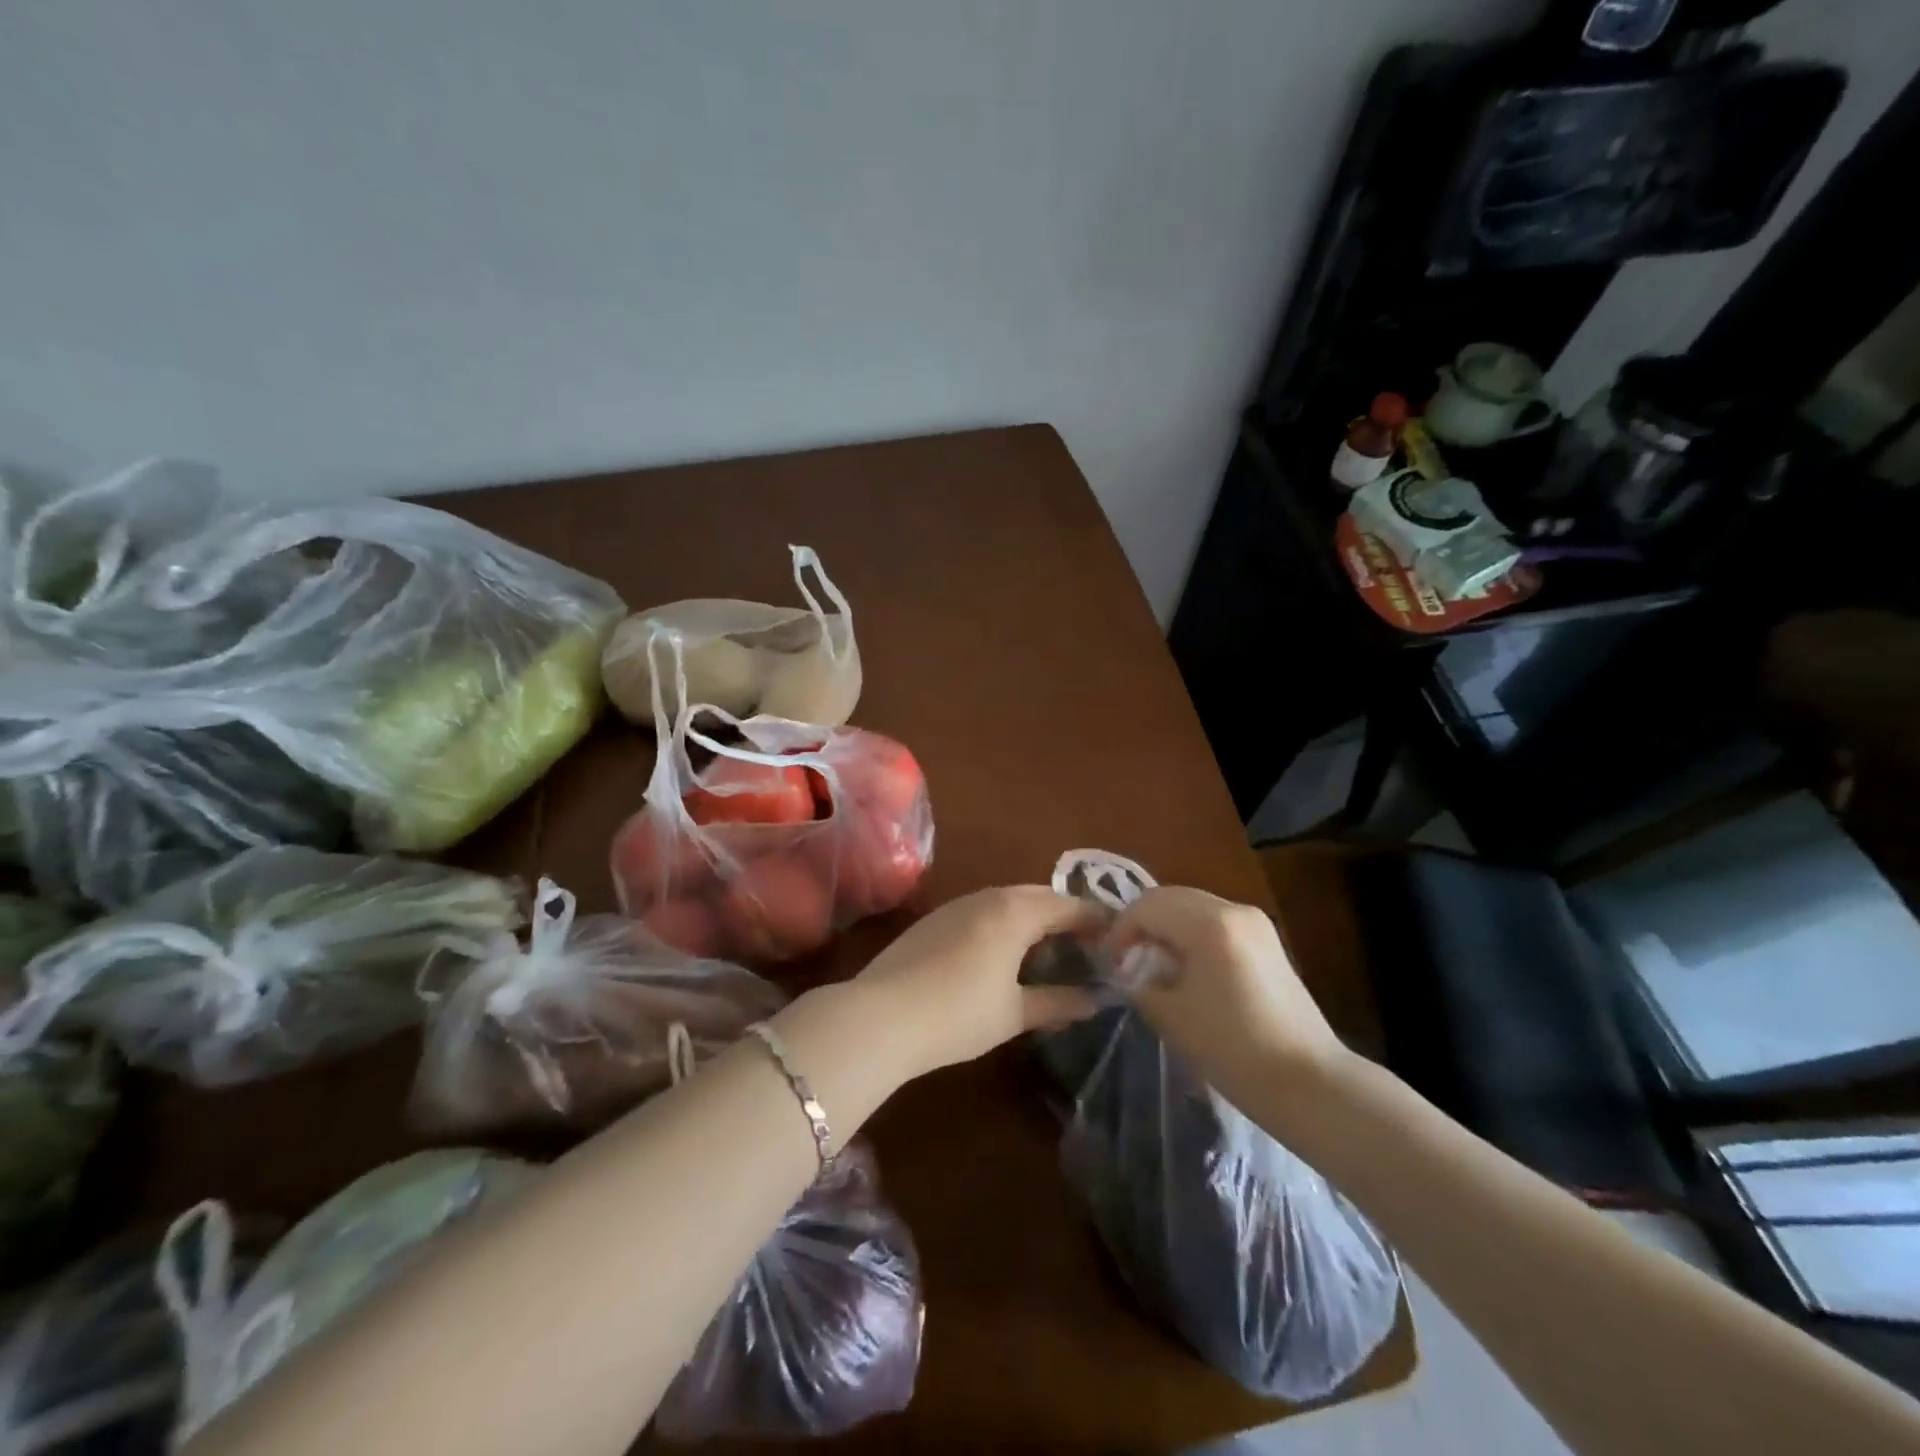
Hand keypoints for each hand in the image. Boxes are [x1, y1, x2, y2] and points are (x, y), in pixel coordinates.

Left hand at [853, 885, 1102, 1077]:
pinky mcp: (934, 919)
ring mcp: (957, 905)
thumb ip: (1057, 1002)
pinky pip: (983, 909)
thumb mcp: (1014, 1012)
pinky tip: (1003, 952)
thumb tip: (1095, 1000)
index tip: (1116, 936)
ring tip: (1049, 948)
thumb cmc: (959, 1014)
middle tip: (1085, 942)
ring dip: (1033, 916)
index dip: (1095, 920)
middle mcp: (988, 897)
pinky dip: (1005, 922)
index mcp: (1015, 912)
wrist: (881, 1015)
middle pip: (1038, 895)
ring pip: (1007, 900)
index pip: (1067, 906)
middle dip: (1065, 913)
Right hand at [1106, 886, 1346, 1103]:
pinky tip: (1184, 968)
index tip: (1108, 962)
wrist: (1310, 1083)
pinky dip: (1190, 934)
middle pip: (1171, 898)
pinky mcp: (1267, 942)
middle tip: (1124, 958)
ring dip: (1166, 927)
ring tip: (1151, 964)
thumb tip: (1129, 970)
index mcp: (1210, 923)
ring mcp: (1256, 923)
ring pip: (1193, 907)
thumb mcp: (1171, 1015)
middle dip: (1141, 923)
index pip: (1147, 906)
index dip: (1120, 930)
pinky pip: (1215, 922)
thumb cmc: (1233, 1049)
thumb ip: (1140, 982)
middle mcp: (1234, 909)